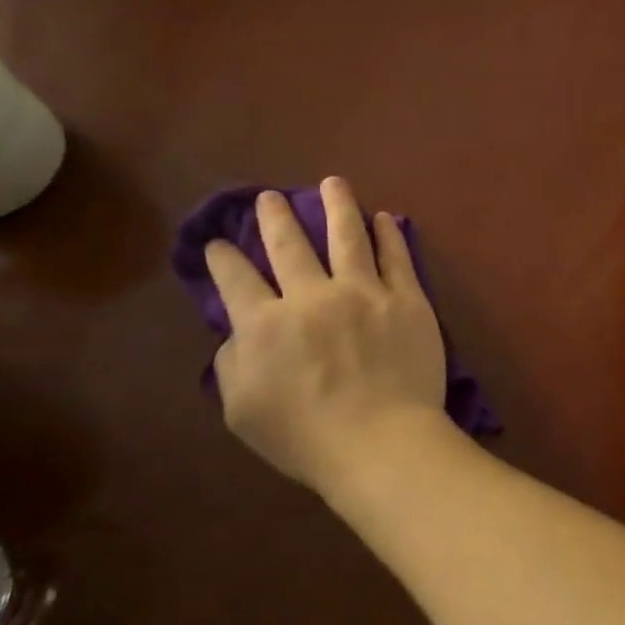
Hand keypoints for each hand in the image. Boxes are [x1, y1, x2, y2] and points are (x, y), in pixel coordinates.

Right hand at [205, 177, 449, 494]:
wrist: (381, 442)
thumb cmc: (307, 438)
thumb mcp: (242, 411)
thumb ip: (232, 364)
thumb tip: (237, 331)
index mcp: (265, 324)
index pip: (235, 278)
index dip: (222, 257)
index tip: (218, 242)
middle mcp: (312, 296)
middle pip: (288, 244)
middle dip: (275, 216)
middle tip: (271, 197)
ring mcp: (364, 292)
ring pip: (347, 235)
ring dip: (337, 204)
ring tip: (333, 182)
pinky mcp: (406, 299)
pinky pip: (397, 257)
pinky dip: (388, 234)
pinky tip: (383, 218)